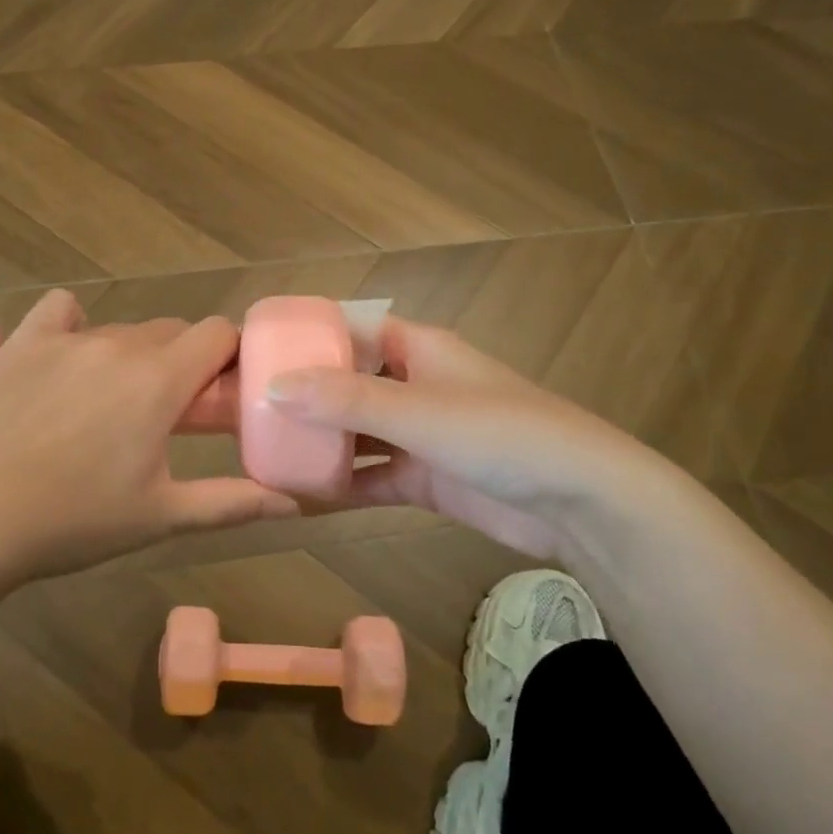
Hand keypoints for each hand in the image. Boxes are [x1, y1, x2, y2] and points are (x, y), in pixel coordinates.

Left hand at [0, 290, 298, 584]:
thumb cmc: (71, 521)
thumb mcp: (160, 517)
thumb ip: (233, 503)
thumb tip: (296, 504)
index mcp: (160, 380)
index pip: (218, 333)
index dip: (229, 357)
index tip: (220, 393)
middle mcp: (119, 344)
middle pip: (173, 331)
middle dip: (183, 362)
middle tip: (168, 412)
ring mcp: (67, 338)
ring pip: (122, 329)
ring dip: (134, 354)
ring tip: (111, 403)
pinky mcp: (22, 341)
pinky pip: (62, 311)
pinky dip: (75, 324)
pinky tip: (67, 357)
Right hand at [265, 317, 681, 557]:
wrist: (581, 502)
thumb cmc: (500, 433)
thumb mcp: (417, 410)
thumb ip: (345, 400)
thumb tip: (273, 387)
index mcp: (418, 349)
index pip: (351, 331)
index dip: (308, 339)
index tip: (259, 353)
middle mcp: (416, 384)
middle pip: (349, 383)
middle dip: (306, 397)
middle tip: (251, 410)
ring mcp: (422, 433)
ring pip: (359, 432)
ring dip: (322, 443)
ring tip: (267, 452)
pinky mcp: (429, 478)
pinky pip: (375, 475)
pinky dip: (345, 484)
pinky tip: (303, 497)